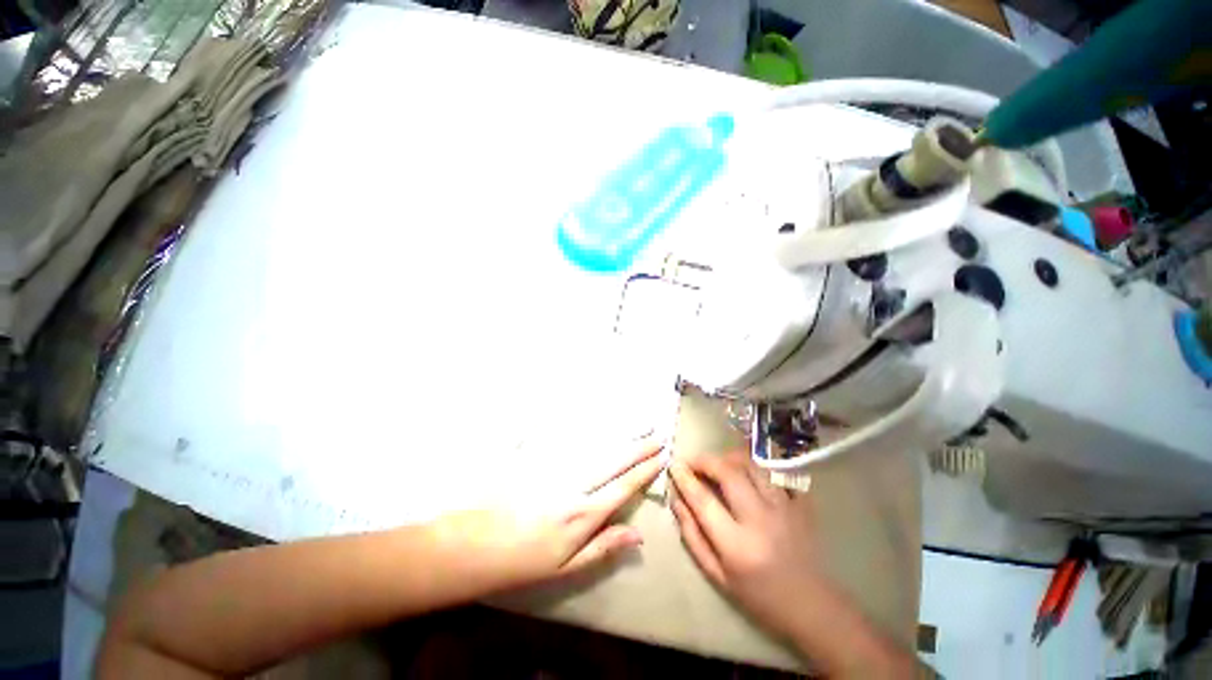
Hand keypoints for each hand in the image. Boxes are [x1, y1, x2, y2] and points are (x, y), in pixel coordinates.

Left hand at [431, 437, 664, 589]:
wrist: (471, 543)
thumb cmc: (521, 562)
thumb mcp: (564, 568)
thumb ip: (602, 547)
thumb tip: (638, 536)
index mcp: (582, 514)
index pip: (623, 487)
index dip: (644, 472)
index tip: (661, 460)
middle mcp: (573, 484)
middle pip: (614, 461)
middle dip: (639, 448)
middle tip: (658, 437)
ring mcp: (554, 465)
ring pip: (595, 445)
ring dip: (620, 435)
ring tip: (639, 425)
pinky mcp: (537, 455)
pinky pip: (566, 436)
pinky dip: (586, 427)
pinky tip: (598, 420)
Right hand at [670, 452, 914, 678]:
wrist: (811, 605)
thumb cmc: (759, 596)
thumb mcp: (718, 575)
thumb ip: (693, 536)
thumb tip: (676, 502)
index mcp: (736, 544)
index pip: (703, 500)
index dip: (685, 478)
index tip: (674, 465)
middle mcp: (760, 520)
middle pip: (728, 472)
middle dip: (705, 460)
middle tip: (693, 461)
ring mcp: (783, 509)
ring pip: (752, 466)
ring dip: (729, 458)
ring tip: (718, 464)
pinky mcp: (799, 504)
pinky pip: (775, 474)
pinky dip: (756, 469)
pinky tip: (747, 475)